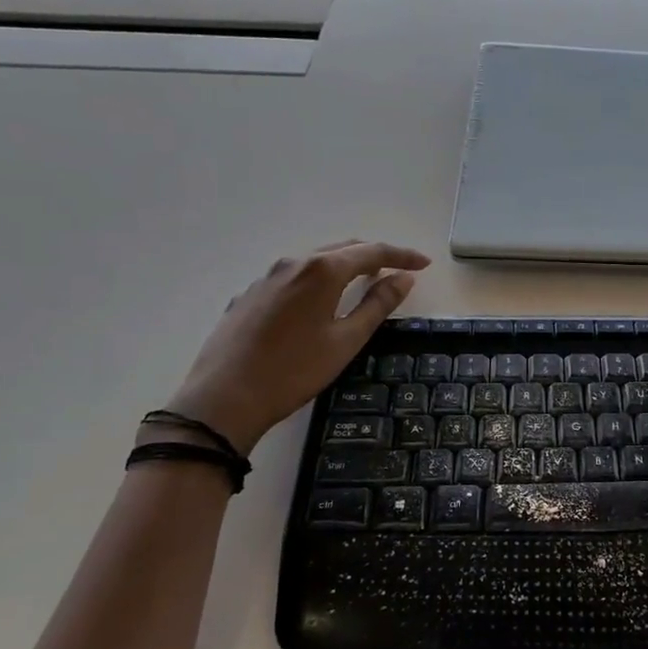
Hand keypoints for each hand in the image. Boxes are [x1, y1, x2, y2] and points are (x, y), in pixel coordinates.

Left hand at [165, 240, 430, 453]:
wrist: (223, 399)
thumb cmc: (294, 371)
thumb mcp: (346, 340)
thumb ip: (378, 305)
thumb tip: (404, 278)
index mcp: (321, 270)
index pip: (372, 252)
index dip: (401, 256)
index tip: (424, 264)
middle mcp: (293, 263)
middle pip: (343, 249)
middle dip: (374, 255)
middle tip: (398, 271)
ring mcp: (266, 277)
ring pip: (316, 261)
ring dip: (345, 265)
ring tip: (365, 282)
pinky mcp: (250, 295)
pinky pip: (294, 277)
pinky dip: (318, 280)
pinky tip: (321, 302)